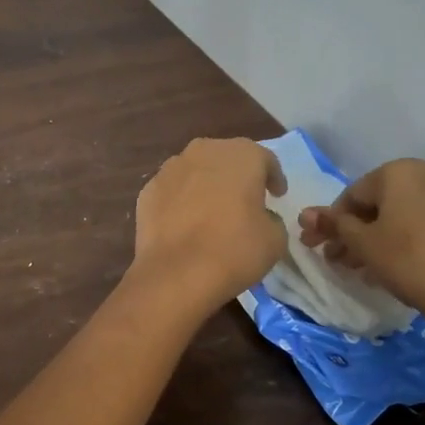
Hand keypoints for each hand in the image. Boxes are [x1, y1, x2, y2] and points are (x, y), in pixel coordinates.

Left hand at [131, 138, 285, 313]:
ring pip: (196, 170)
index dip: (274, 177)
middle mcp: (204, 151)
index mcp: (242, 155)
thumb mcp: (275, 238)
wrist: (177, 273)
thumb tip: (259, 217)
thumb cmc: (235, 249)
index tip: (277, 195)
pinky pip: (173, 190)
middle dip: (237, 175)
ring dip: (207, 185)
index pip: (265, 159)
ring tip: (212, 210)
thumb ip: (271, 219)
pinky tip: (185, 222)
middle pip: (227, 158)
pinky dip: (181, 200)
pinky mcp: (147, 190)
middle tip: (246, 199)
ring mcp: (170, 168)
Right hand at [298, 160, 424, 364]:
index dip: (331, 223)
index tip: (318, 248)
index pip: (352, 194)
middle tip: (338, 261)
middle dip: (355, 232)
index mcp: (398, 171)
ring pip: (404, 214)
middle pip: (380, 203)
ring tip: (365, 271)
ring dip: (380, 238)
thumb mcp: (363, 244)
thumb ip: (334, 226)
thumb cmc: (410, 260)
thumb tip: (305, 214)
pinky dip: (408, 240)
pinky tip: (397, 267)